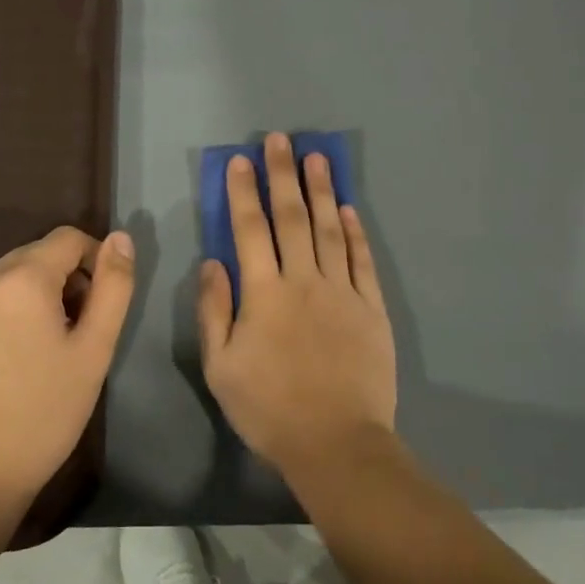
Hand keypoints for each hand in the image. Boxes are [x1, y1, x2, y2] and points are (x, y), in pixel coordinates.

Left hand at [0, 226, 135, 523]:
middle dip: (65, 280)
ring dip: (35, 297)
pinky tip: (12, 362)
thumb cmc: (44, 412)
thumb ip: (113, 286)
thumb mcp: (94, 350)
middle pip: (36, 255)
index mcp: (21, 279)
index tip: (102, 303)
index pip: (68, 238)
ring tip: (46, 350)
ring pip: (9, 279)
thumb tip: (121, 238)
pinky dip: (7, 315)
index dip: (95, 260)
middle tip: (79, 331)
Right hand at [198, 133, 395, 476]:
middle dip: (284, 175)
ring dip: (322, 191)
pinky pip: (362, 261)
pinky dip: (356, 232)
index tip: (241, 161)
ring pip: (330, 229)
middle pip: (293, 217)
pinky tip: (349, 208)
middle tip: (281, 140)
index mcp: (264, 293)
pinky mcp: (372, 308)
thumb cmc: (269, 408)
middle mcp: (304, 280)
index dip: (244, 192)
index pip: (250, 229)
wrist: (336, 443)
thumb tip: (212, 262)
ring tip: (318, 157)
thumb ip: (214, 311)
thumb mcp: (221, 366)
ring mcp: (342, 291)